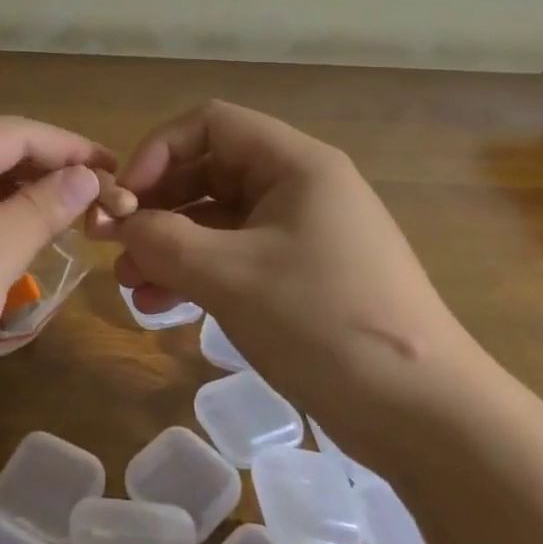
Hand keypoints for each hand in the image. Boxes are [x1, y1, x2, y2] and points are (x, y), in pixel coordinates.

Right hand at [91, 101, 481, 459]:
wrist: (429, 419)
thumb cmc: (325, 322)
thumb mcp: (230, 276)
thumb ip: (162, 240)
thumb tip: (117, 223)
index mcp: (294, 163)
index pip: (210, 124)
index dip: (158, 151)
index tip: (124, 197)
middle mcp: (298, 186)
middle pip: (209, 170)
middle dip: (157, 206)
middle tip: (114, 245)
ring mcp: (303, 233)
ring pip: (218, 219)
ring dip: (170, 244)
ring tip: (130, 283)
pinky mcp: (303, 277)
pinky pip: (236, 257)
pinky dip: (197, 273)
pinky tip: (162, 305)